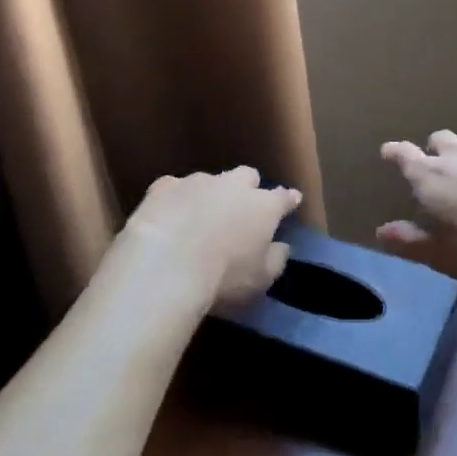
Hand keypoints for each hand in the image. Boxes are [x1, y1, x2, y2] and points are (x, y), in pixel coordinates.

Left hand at [117, 167, 299, 315]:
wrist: (166, 266)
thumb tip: (281, 246)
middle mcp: (233, 186)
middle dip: (247, 187)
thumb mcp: (261, 279)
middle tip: (241, 208)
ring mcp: (197, 182)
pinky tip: (169, 214)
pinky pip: (175, 187)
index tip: (292, 199)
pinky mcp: (164, 187)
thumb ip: (276, 259)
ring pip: (210, 179)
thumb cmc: (223, 278)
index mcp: (263, 207)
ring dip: (210, 194)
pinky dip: (176, 199)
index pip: (283, 197)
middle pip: (247, 176)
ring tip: (199, 217)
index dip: (288, 199)